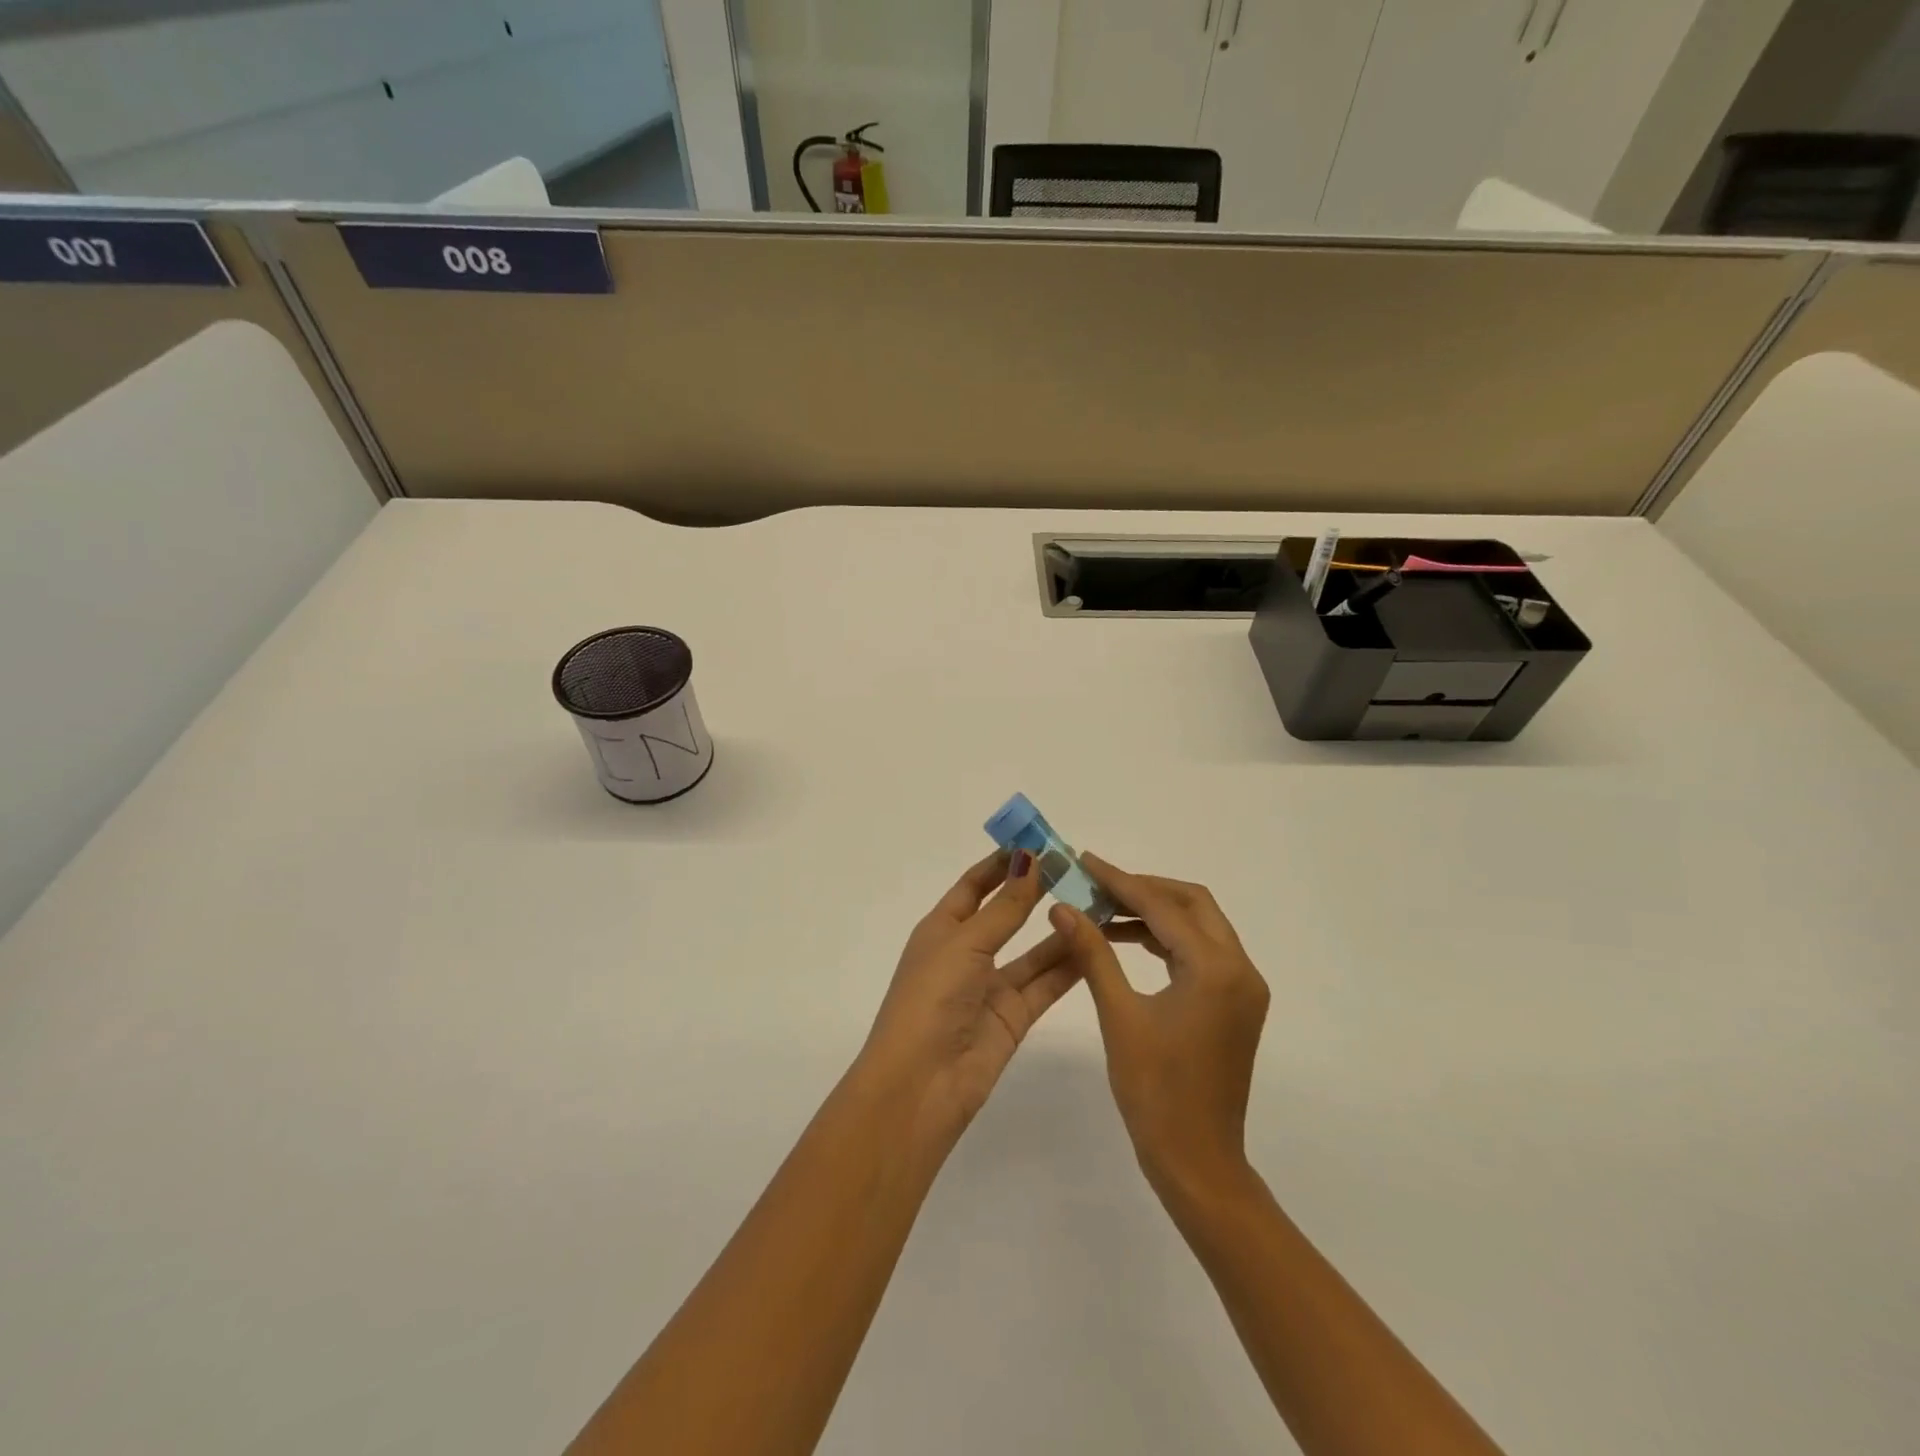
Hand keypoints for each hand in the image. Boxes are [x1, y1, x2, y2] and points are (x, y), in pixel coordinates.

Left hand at [860, 850, 1081, 1144]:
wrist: (920, 1084)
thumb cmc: (930, 999)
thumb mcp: (965, 943)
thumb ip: (1004, 907)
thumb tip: (1030, 859)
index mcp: (942, 929)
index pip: (975, 885)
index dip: (1003, 863)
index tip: (1038, 841)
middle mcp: (967, 953)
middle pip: (1007, 913)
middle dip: (1037, 890)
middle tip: (1077, 867)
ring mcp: (991, 986)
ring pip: (1033, 949)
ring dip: (1060, 927)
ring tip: (1097, 901)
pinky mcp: (1014, 1017)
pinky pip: (1046, 983)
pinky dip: (1070, 964)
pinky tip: (1097, 942)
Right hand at [1047, 854, 1269, 1201]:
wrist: (1197, 1162)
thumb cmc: (1155, 1092)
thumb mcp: (1119, 1015)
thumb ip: (1092, 954)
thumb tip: (1062, 908)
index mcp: (1216, 969)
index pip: (1163, 907)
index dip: (1120, 881)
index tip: (1085, 860)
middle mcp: (1240, 969)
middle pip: (1193, 904)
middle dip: (1144, 888)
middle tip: (1097, 885)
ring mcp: (1243, 987)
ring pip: (1199, 926)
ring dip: (1155, 913)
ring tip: (1104, 910)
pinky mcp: (1236, 1004)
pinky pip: (1201, 953)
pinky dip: (1167, 940)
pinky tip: (1128, 941)